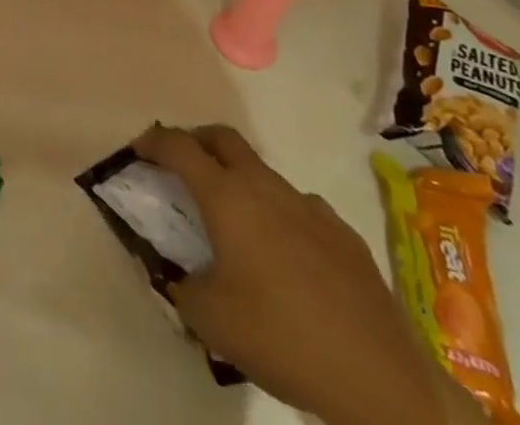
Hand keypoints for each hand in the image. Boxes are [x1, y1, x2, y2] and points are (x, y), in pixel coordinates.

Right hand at [134, 124, 456, 424]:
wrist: (380, 380)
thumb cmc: (281, 338)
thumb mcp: (209, 320)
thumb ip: (181, 285)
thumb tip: (178, 273)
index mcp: (226, 196)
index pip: (178, 147)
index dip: (153, 141)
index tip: (139, 149)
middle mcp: (264, 186)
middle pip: (222, 139)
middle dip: (196, 141)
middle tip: (182, 164)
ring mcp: (309, 206)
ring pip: (262, 173)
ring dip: (240, 181)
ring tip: (235, 223)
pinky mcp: (343, 233)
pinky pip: (299, 208)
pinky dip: (280, 215)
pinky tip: (286, 257)